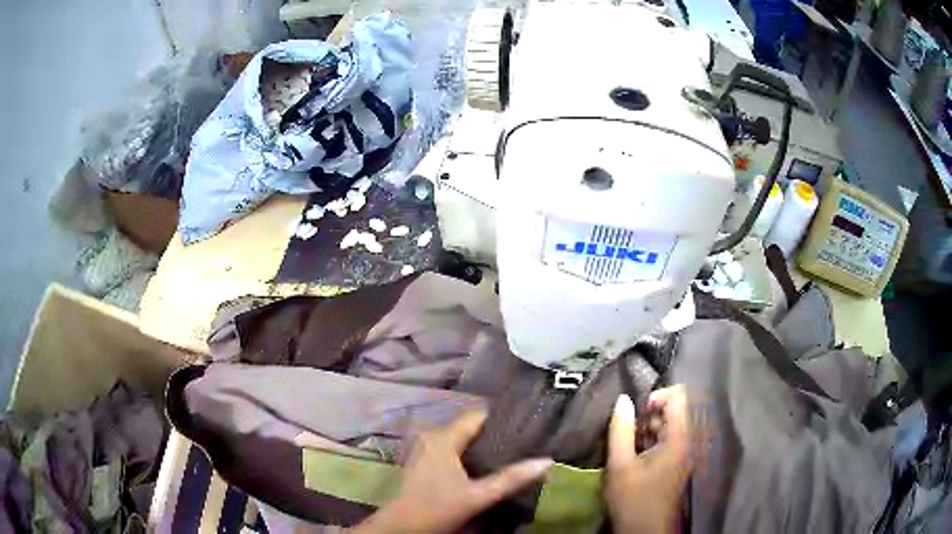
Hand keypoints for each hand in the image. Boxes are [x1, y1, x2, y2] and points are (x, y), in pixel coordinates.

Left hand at [355, 411, 552, 533]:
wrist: (403, 526)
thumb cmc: (438, 508)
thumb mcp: (479, 496)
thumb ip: (511, 479)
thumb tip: (545, 461)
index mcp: (443, 438)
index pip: (477, 416)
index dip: (501, 418)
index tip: (526, 425)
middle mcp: (432, 436)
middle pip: (468, 426)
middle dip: (494, 433)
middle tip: (522, 442)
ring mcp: (424, 447)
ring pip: (459, 438)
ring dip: (480, 444)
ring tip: (508, 452)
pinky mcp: (422, 460)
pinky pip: (450, 447)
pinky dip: (467, 452)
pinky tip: (482, 465)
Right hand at [605, 386, 692, 533]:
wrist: (646, 531)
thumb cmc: (634, 499)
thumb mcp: (620, 465)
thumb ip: (620, 429)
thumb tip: (622, 399)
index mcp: (679, 438)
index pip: (679, 396)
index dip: (656, 396)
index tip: (635, 412)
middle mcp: (688, 441)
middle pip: (674, 410)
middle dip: (649, 415)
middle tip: (627, 432)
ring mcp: (684, 453)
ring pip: (670, 425)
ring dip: (648, 429)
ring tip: (627, 445)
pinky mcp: (678, 463)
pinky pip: (668, 440)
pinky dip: (651, 441)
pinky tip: (634, 456)